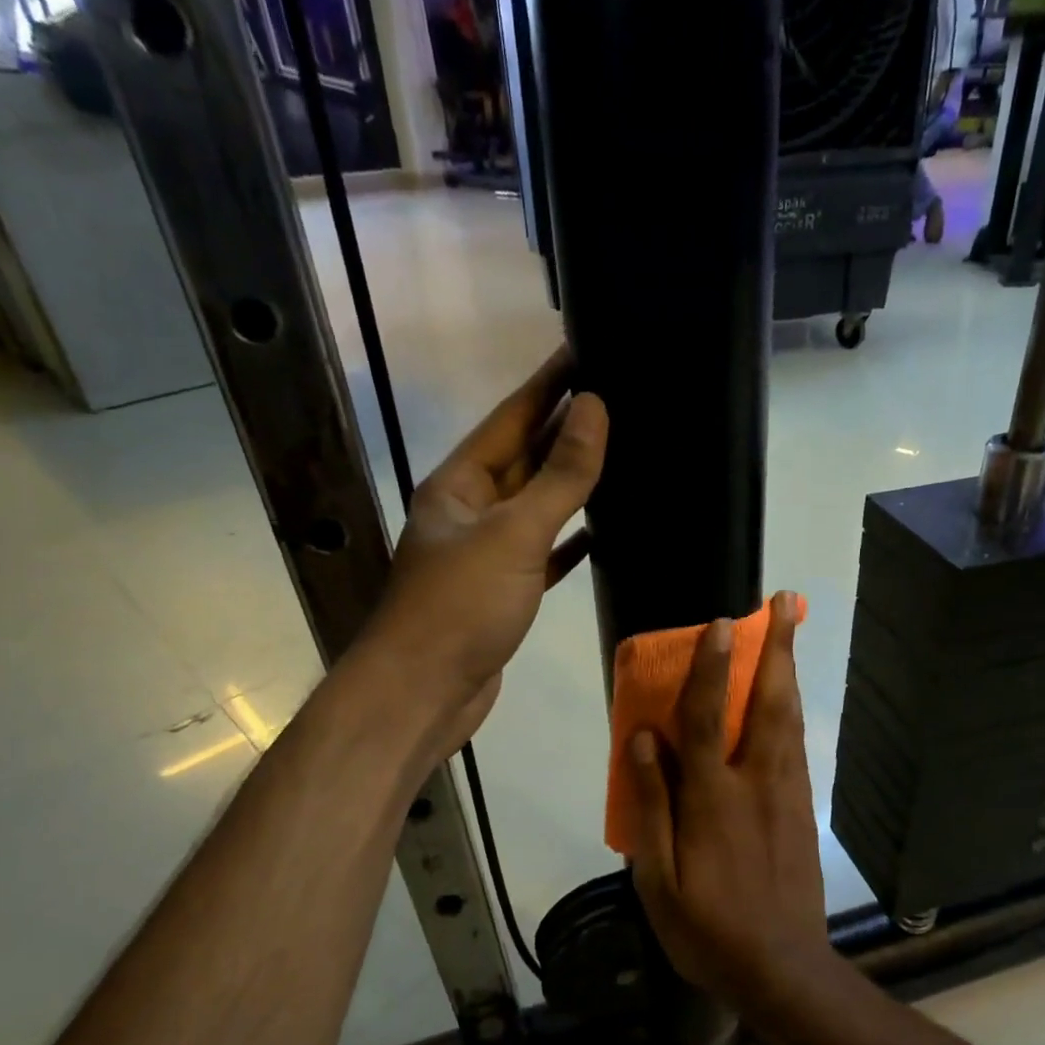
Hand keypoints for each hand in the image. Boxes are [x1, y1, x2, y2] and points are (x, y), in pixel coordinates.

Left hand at [367, 347, 606, 752]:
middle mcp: (469, 511)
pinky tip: (603, 529)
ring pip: (537, 506)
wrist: (423, 694)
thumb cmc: (461, 607)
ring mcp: (486, 555)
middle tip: (619, 396)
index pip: (511, 417)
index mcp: (459, 484)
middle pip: (524, 458)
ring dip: (572, 482)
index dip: (548, 384)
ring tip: (621, 452)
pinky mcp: (504, 593)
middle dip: (566, 428)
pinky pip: (544, 553)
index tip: (586, 350)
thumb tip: (595, 408)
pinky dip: (571, 540)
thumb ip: (559, 476)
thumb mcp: (513, 534)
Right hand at [628, 592, 836, 1010]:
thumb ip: (651, 804)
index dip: (712, 668)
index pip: (708, 718)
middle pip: (768, 704)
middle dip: (776, 650)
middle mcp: (755, 783)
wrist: (782, 969)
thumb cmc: (708, 928)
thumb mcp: (658, 879)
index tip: (721, 625)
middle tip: (785, 604)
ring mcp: (787, 794)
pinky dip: (793, 711)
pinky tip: (789, 699)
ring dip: (788, 672)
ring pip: (790, 720)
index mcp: (712, 799)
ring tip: (790, 633)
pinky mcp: (803, 810)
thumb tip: (643, 739)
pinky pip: (797, 747)